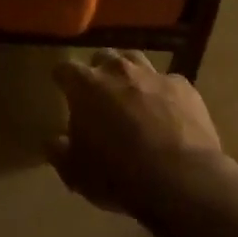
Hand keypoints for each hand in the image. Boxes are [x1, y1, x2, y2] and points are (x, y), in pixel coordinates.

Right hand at [50, 50, 225, 218]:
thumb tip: (53, 142)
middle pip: (103, 57)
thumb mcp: (76, 173)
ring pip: (136, 61)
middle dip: (98, 72)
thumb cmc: (119, 175)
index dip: (62, 79)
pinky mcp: (185, 87)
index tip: (62, 88)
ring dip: (129, 75)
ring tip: (131, 97)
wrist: (181, 180)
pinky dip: (162, 93)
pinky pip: (168, 82)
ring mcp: (155, 76)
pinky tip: (167, 113)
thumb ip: (59, 152)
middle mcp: (119, 70)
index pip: (65, 69)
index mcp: (87, 86)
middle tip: (99, 96)